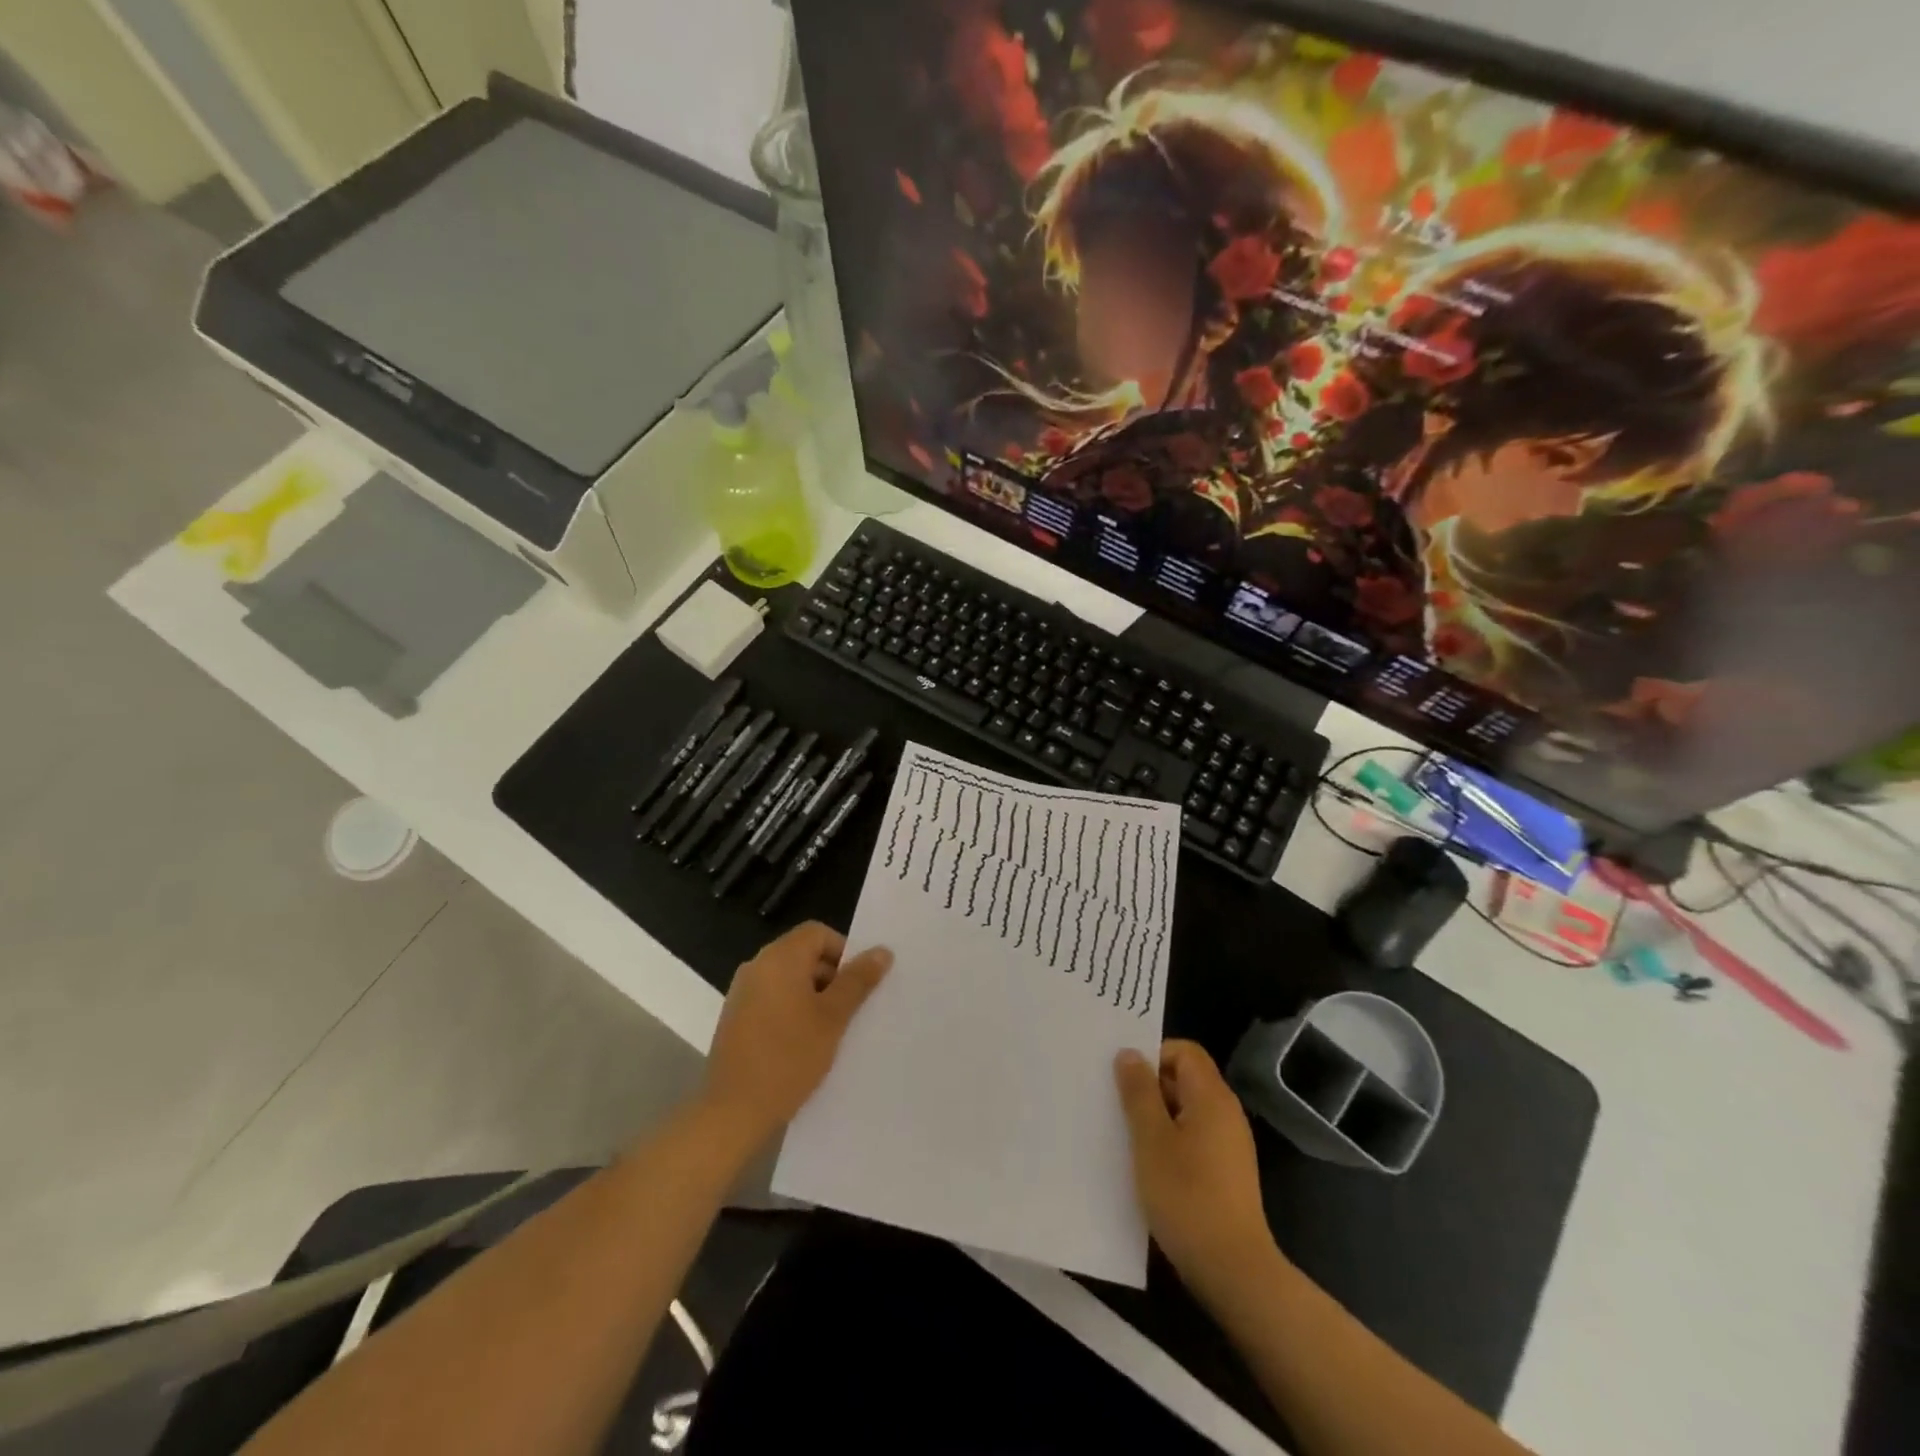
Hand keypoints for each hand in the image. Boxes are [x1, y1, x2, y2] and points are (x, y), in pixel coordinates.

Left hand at [702, 922, 891, 1146]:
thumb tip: (881, 951)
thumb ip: (857, 981)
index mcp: (779, 958)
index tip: (858, 984)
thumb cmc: (789, 1057)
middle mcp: (757, 966)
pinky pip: (772, 998)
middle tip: (850, 1009)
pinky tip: (804, 1042)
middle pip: (802, 953)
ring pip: (788, 978)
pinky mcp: (736, 1017)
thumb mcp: (833, 1018)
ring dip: (813, 995)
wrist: (733, 1112)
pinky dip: (792, 1009)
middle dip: (831, 975)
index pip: (818, 933)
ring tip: (831, 1029)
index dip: (844, 951)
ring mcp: (742, 992)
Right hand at [1115, 1040, 1275, 1293]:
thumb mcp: (1150, 1140)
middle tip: (1114, 1104)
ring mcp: (1228, 1145)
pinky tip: (1146, 1166)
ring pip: (1185, 1112)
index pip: (1184, 1051)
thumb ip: (1139, 1092)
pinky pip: (1192, 1139)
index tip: (1124, 1078)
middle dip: (1149, 1087)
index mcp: (1211, 1097)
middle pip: (1184, 1079)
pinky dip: (1168, 1142)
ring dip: (1155, 1117)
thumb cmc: (1187, 1196)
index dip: (1153, 1055)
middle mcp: (1225, 1113)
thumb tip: (1131, 1054)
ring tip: (1123, 1136)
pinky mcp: (1225, 1173)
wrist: (1234, 1271)